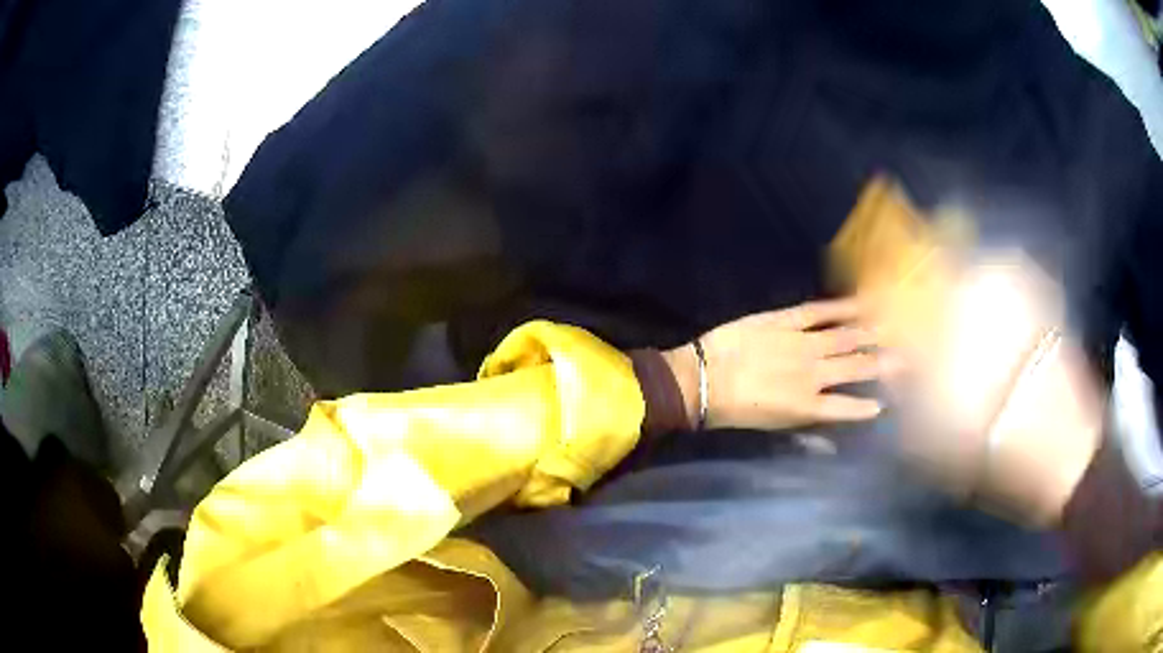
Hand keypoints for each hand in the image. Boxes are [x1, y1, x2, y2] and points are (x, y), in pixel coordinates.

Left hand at [661, 298, 883, 430]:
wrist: (702, 380)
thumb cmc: (735, 410)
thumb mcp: (772, 428)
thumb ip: (808, 433)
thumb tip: (834, 444)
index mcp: (809, 406)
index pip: (850, 407)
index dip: (870, 405)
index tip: (889, 402)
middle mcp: (814, 374)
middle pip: (857, 366)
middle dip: (886, 362)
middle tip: (909, 356)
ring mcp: (801, 344)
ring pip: (845, 337)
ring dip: (871, 332)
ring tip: (894, 326)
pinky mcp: (785, 321)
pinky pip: (818, 311)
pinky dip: (841, 307)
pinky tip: (859, 302)